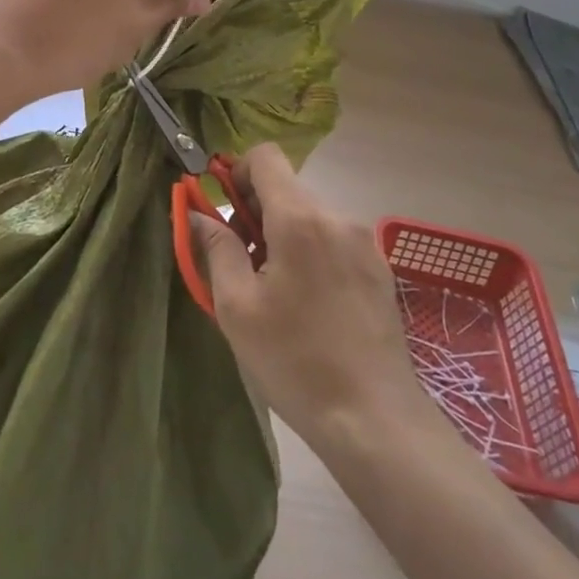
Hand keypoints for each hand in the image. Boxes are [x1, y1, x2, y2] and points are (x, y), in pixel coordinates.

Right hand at [193, 145, 433, 445]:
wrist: (375, 420)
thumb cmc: (295, 361)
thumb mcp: (237, 307)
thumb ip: (216, 248)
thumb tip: (198, 213)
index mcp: (300, 220)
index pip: (266, 157)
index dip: (237, 171)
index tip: (223, 208)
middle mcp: (338, 218)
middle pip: (287, 187)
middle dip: (255, 209)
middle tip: (240, 259)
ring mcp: (365, 242)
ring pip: (310, 213)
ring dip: (283, 231)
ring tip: (273, 286)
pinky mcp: (380, 267)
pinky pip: (334, 237)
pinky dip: (311, 249)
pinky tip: (307, 299)